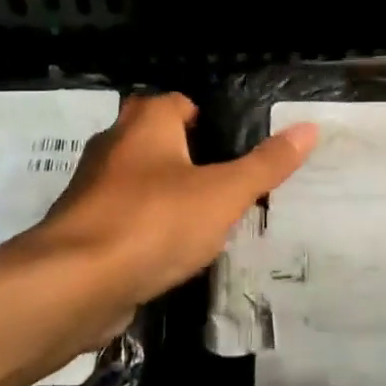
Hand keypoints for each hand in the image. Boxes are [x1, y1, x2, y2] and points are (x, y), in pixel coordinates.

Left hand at [12, 94, 316, 338]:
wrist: (76, 283)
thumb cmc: (156, 222)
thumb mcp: (225, 193)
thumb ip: (267, 164)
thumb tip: (309, 128)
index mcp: (146, 123)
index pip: (178, 102)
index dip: (204, 118)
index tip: (231, 144)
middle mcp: (113, 145)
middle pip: (154, 138)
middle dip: (184, 154)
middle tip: (222, 180)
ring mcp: (91, 188)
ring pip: (136, 179)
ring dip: (163, 192)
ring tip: (202, 218)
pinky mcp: (81, 229)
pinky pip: (122, 216)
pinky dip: (144, 226)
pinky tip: (168, 251)